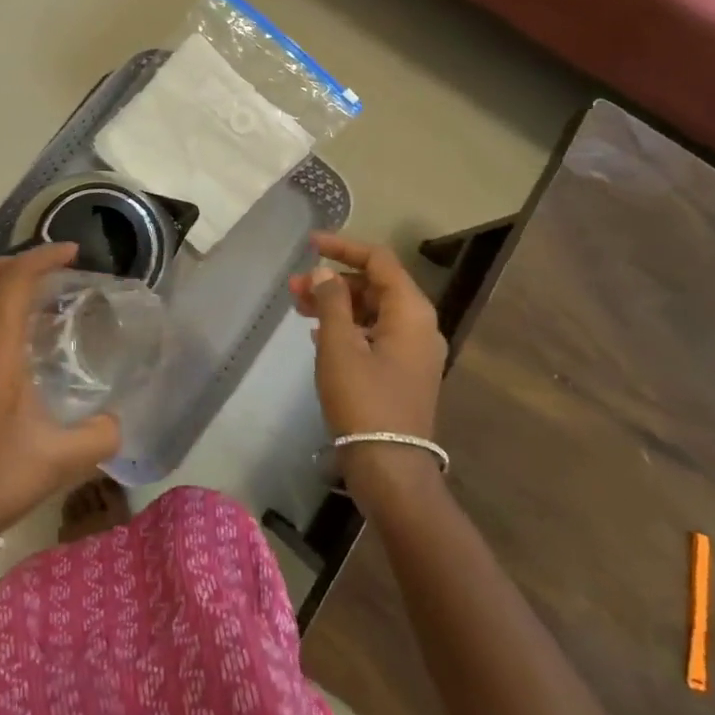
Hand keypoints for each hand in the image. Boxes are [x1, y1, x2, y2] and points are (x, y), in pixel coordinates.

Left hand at [0, 242, 120, 534]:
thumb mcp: (60, 462)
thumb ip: (100, 435)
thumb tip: (116, 421)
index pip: (13, 280)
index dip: (43, 256)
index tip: (72, 253)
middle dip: (19, 259)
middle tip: (54, 268)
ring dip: (0, 284)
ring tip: (37, 301)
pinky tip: (10, 342)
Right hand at [289, 232, 446, 502]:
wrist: (390, 469)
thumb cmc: (363, 401)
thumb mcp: (339, 346)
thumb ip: (331, 302)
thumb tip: (325, 273)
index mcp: (411, 311)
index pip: (379, 260)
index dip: (343, 247)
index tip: (309, 244)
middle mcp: (419, 325)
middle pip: (375, 285)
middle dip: (334, 280)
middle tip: (294, 287)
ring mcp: (414, 351)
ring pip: (373, 310)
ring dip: (337, 304)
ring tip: (299, 308)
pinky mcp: (403, 372)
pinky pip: (375, 333)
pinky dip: (347, 326)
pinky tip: (318, 335)